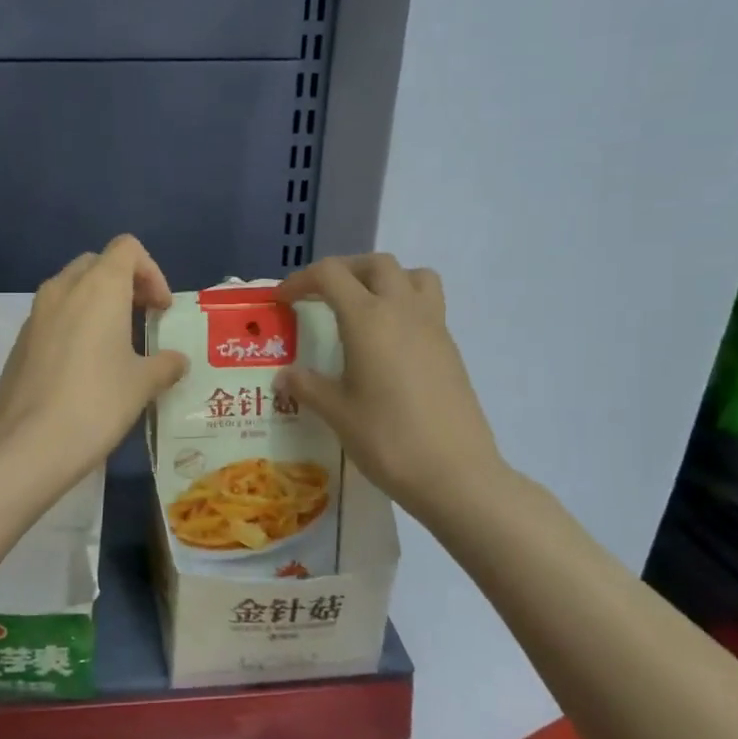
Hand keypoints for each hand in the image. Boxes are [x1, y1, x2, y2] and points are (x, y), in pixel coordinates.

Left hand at [0, 236, 189, 479]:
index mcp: (99, 287)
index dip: (151, 272)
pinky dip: (73, 324)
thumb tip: (177, 362)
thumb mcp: (142, 384)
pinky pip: (52, 316)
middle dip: (124, 284)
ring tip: (115, 344)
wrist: (28, 444)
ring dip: (96, 304)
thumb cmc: (97, 403)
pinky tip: (83, 367)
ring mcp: (35, 314)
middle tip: (142, 319)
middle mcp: (63, 289)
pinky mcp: (19, 341)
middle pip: (97, 263)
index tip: (161, 310)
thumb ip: (165, 365)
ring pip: (71, 289)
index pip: (127, 248)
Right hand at [274, 254, 509, 516]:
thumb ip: (308, 386)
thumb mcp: (337, 413)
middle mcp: (403, 311)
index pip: (331, 275)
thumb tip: (285, 376)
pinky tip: (386, 344)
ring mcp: (434, 327)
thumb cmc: (387, 440)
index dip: (301, 280)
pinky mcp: (449, 349)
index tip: (282, 301)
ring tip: (362, 308)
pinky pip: (427, 305)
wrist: (455, 474)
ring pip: (412, 276)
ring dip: (383, 279)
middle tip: (321, 296)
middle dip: (343, 271)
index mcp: (368, 319)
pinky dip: (403, 305)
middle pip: (375, 264)